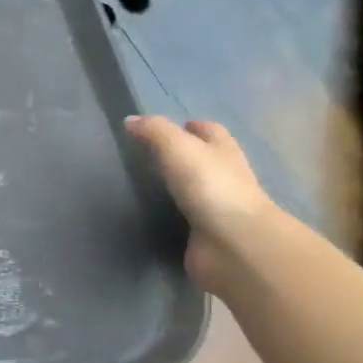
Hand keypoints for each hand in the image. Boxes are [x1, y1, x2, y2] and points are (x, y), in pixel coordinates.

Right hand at [125, 116, 275, 294]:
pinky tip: (151, 215)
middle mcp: (225, 176)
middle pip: (206, 159)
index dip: (192, 127)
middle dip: (185, 155)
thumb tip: (130, 120)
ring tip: (144, 184)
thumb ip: (155, 132)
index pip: (210, 131)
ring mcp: (217, 207)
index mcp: (223, 151)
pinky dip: (173, 215)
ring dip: (177, 186)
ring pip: (195, 189)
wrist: (232, 242)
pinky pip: (186, 219)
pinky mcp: (205, 233)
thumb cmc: (210, 187)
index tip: (168, 128)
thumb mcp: (178, 149)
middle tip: (150, 156)